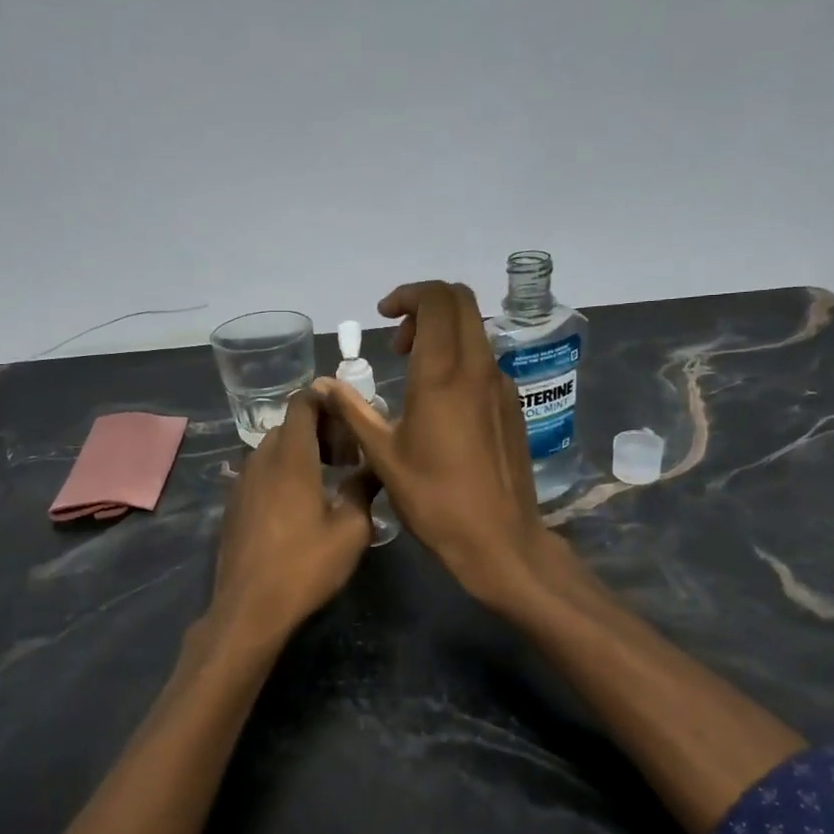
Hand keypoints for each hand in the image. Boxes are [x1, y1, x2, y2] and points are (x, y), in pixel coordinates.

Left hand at [207, 390, 374, 649]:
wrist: (249, 608)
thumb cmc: (305, 566)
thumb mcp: (351, 530)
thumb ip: (363, 490)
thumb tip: (374, 467)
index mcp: (291, 458)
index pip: (302, 403)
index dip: (325, 399)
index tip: (348, 414)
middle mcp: (261, 460)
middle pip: (289, 425)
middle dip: (318, 429)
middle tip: (346, 456)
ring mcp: (242, 482)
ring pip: (272, 449)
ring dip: (299, 452)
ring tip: (326, 479)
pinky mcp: (234, 504)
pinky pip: (260, 472)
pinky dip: (281, 472)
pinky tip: (298, 503)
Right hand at [315, 281, 553, 604]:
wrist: (499, 539)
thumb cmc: (434, 499)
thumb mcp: (382, 455)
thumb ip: (352, 410)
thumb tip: (321, 384)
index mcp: (443, 374)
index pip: (437, 300)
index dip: (408, 295)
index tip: (383, 318)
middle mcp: (478, 368)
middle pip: (461, 302)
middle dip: (426, 305)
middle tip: (398, 340)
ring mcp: (501, 385)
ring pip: (475, 330)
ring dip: (443, 331)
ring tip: (413, 369)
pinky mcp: (513, 405)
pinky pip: (485, 360)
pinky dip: (460, 357)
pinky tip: (440, 399)